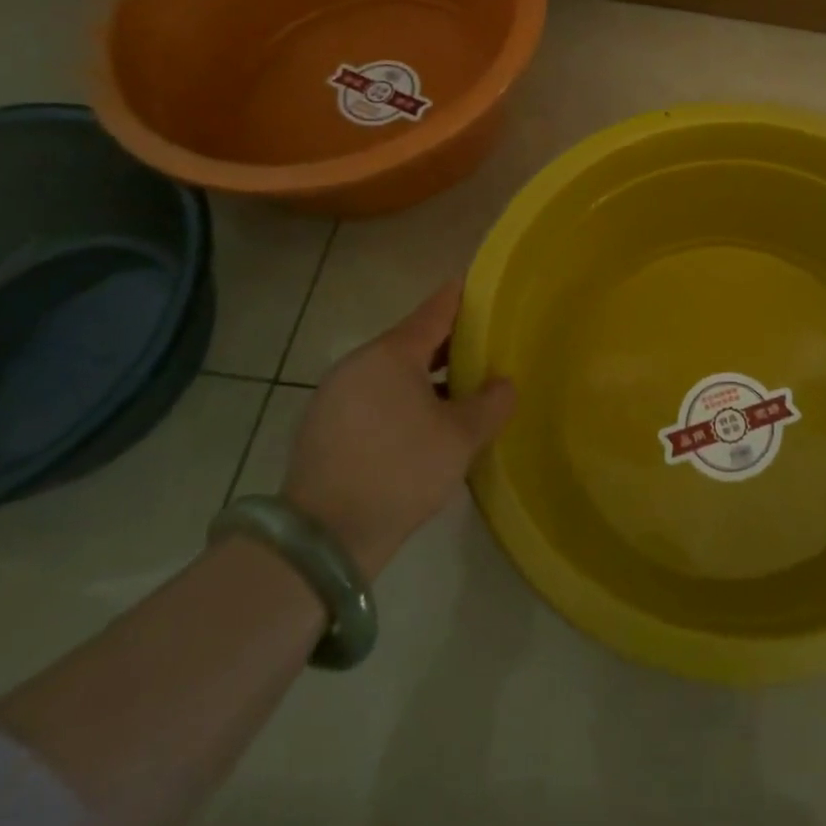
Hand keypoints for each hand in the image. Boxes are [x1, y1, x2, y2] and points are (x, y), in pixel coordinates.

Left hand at [282, 282, 515, 579]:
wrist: (323, 538)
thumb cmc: (400, 470)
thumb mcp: (461, 437)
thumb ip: (491, 403)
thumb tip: (502, 384)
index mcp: (391, 354)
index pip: (435, 311)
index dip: (461, 298)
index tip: (481, 287)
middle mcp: (358, 364)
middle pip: (412, 342)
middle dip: (449, 345)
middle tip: (484, 350)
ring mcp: (334, 395)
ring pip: (391, 373)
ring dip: (425, 378)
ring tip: (459, 393)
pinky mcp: (322, 427)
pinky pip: (372, 398)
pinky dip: (400, 400)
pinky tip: (422, 426)